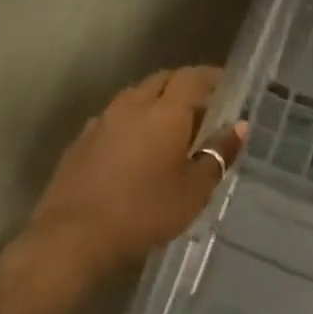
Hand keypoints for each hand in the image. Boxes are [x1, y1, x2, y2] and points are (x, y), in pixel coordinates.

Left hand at [22, 66, 246, 286]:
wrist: (72, 237)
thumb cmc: (144, 212)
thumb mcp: (194, 191)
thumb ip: (218, 154)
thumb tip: (240, 126)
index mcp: (165, 111)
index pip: (192, 77)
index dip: (211, 77)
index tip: (226, 85)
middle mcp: (133, 104)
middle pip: (162, 81)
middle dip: (184, 87)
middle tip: (202, 108)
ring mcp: (103, 120)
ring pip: (136, 96)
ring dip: (156, 103)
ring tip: (171, 128)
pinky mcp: (82, 139)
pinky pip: (115, 117)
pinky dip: (132, 121)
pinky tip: (136, 148)